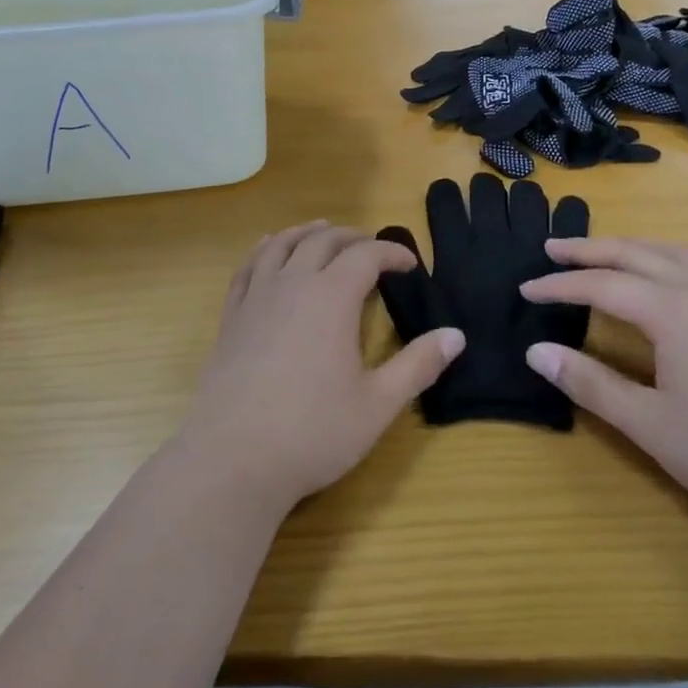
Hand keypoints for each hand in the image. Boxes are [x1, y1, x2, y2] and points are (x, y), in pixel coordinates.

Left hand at [181, 222, 463, 509]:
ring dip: (307, 232)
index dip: (392, 253)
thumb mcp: (378, 404)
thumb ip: (418, 366)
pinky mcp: (231, 316)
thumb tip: (457, 335)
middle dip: (353, 237)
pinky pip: (248, 266)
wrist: (232, 458)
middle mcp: (293, 284)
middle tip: (373, 248)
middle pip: (324, 241)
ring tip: (323, 230)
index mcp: (332, 298)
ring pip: (282, 244)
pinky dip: (264, 249)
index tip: (410, 264)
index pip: (366, 256)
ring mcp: (256, 297)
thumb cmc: (313, 432)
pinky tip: (269, 249)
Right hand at [519, 238, 687, 537]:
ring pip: (672, 253)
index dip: (559, 286)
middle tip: (552, 247)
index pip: (601, 285)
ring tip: (603, 253)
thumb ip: (589, 382)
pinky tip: (662, 280)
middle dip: (589, 249)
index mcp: (672, 310)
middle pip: (635, 253)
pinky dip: (663, 258)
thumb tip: (536, 351)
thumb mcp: (648, 423)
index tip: (525, 289)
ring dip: (631, 247)